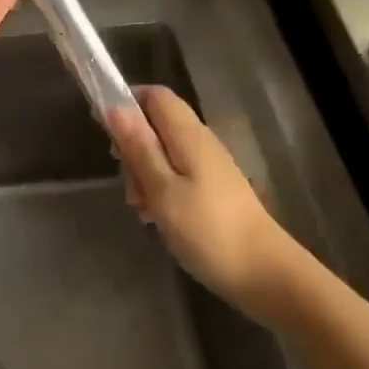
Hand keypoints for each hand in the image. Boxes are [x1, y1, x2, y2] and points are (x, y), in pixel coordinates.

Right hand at [110, 86, 304, 322]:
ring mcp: (209, 165)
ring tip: (142, 209)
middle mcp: (200, 140)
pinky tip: (157, 218)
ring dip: (144, 173)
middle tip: (127, 183)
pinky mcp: (213, 188)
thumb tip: (115, 107)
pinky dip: (161, 188)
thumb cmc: (208, 230)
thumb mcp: (163, 190)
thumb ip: (139, 147)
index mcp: (188, 134)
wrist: (265, 273)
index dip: (127, 102)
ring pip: (164, 152)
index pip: (155, 95)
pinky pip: (177, 174)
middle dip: (132, 146)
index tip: (104, 129)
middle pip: (156, 123)